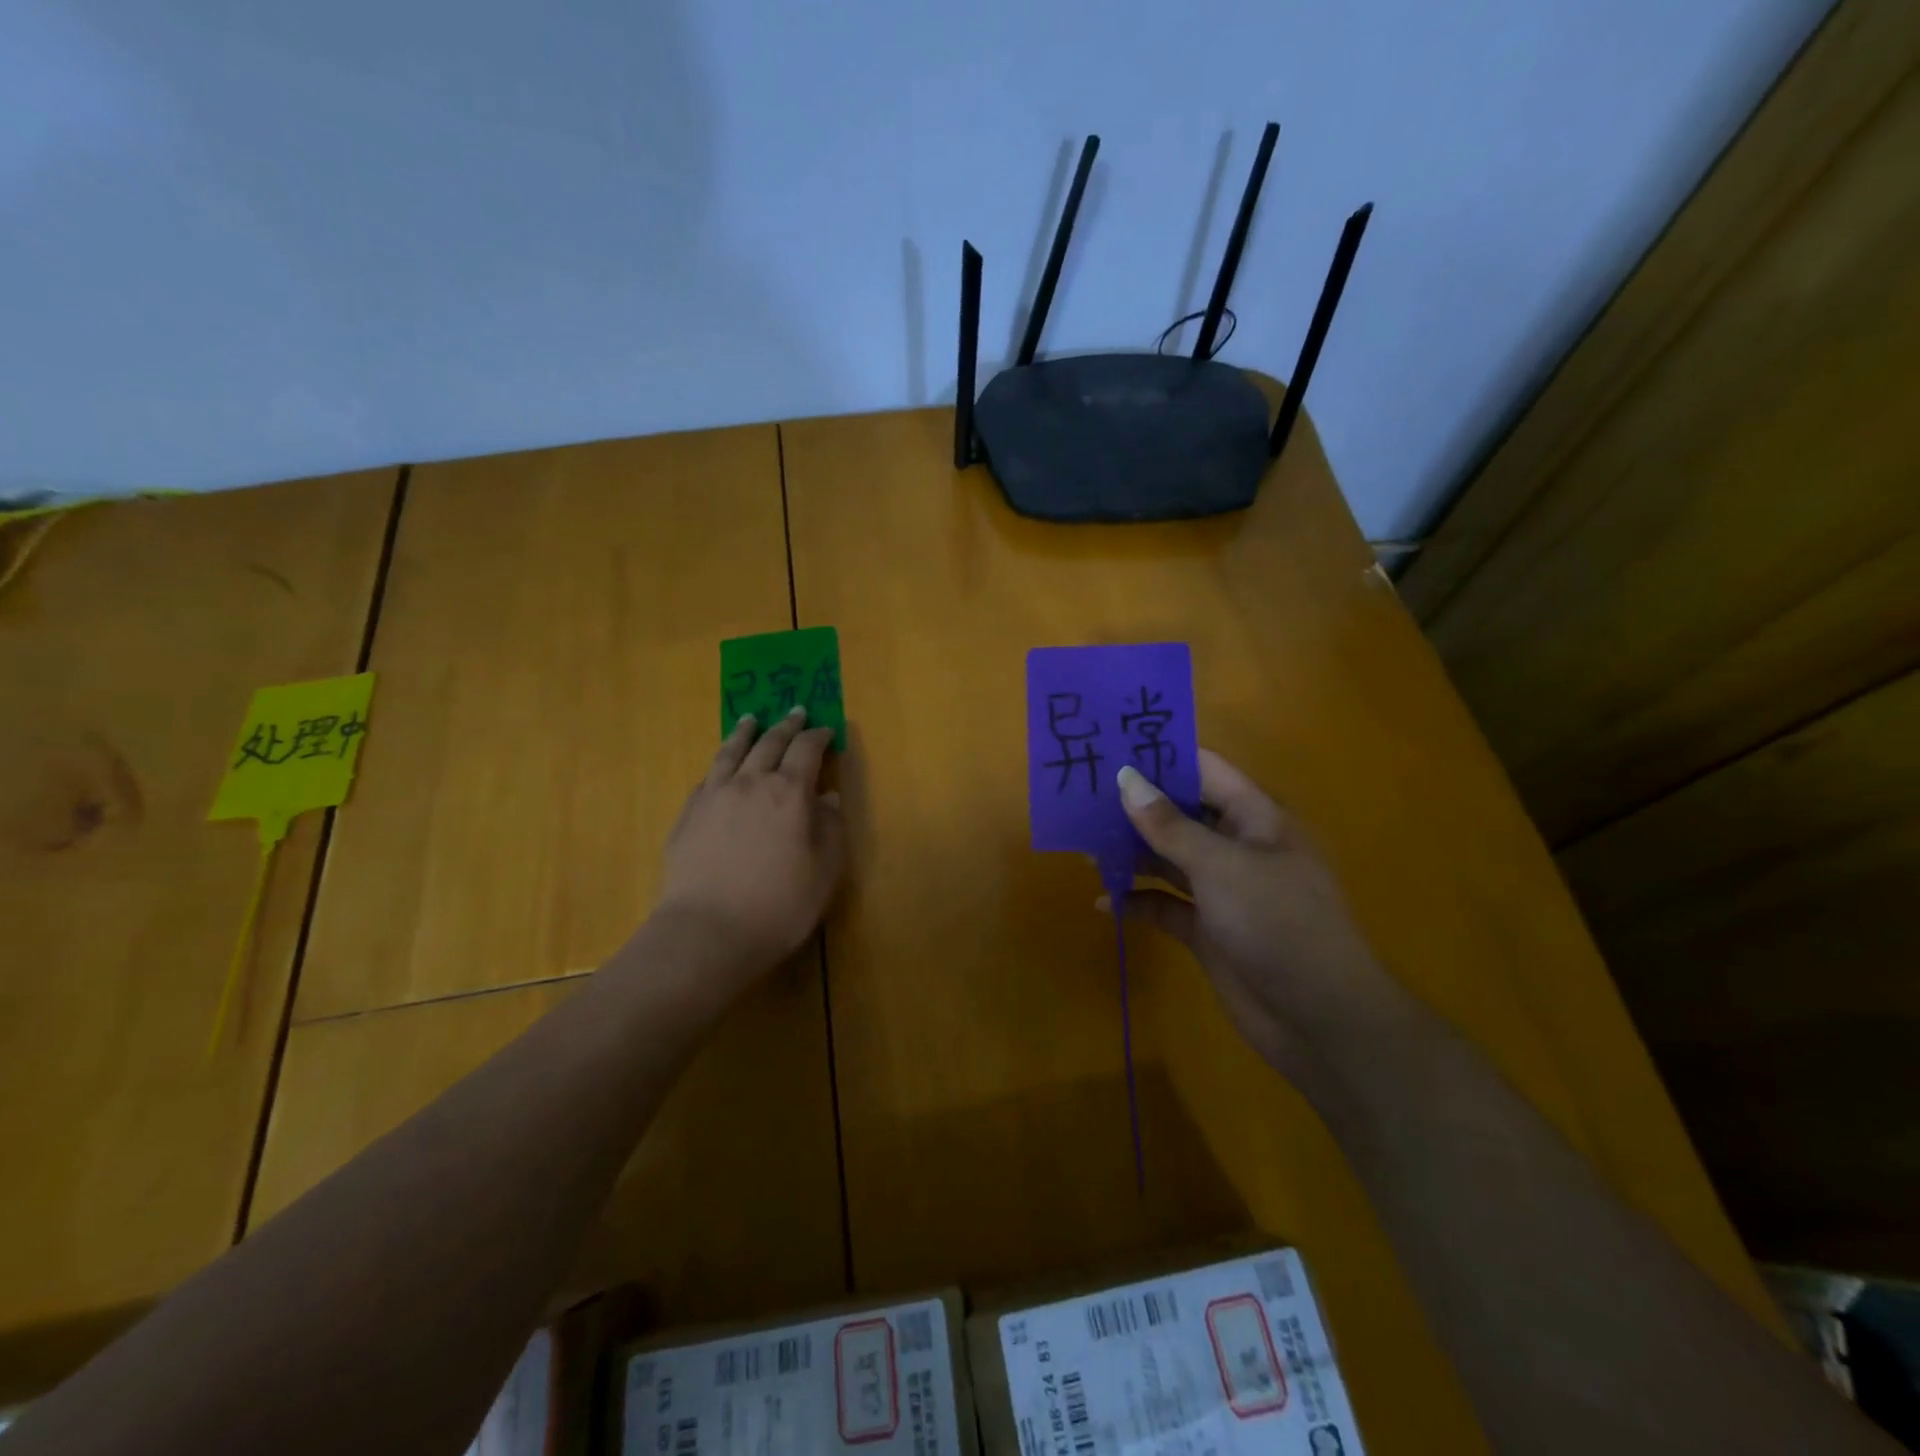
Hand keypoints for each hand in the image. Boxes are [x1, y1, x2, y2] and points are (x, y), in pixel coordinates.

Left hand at [656, 708, 846, 976]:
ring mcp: (714, 796)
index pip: (806, 750)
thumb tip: (829, 798)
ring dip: (746, 732)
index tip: (826, 730)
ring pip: (732, 752)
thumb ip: (830, 829)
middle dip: (786, 726)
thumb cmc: (779, 905)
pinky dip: (721, 763)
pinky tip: (722, 766)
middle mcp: (751, 783)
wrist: (707, 932)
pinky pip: (708, 776)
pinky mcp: (688, 815)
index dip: (818, 736)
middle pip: (769, 743)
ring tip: (751, 719)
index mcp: (789, 792)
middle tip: (795, 712)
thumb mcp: (824, 871)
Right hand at [1112, 751, 1408, 1089]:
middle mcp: (1238, 849)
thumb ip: (1170, 825)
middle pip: (1181, 815)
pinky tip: (1105, 901)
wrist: (1319, 1020)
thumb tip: (1126, 778)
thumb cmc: (1278, 924)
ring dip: (1131, 854)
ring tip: (1083, 845)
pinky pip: (1165, 906)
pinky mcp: (1207, 931)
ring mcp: (1222, 891)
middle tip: (1081, 795)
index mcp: (1256, 820)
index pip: (1206, 772)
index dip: (1163, 757)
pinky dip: (1138, 902)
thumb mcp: (1222, 867)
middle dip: (1137, 807)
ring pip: (1168, 860)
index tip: (1112, 748)